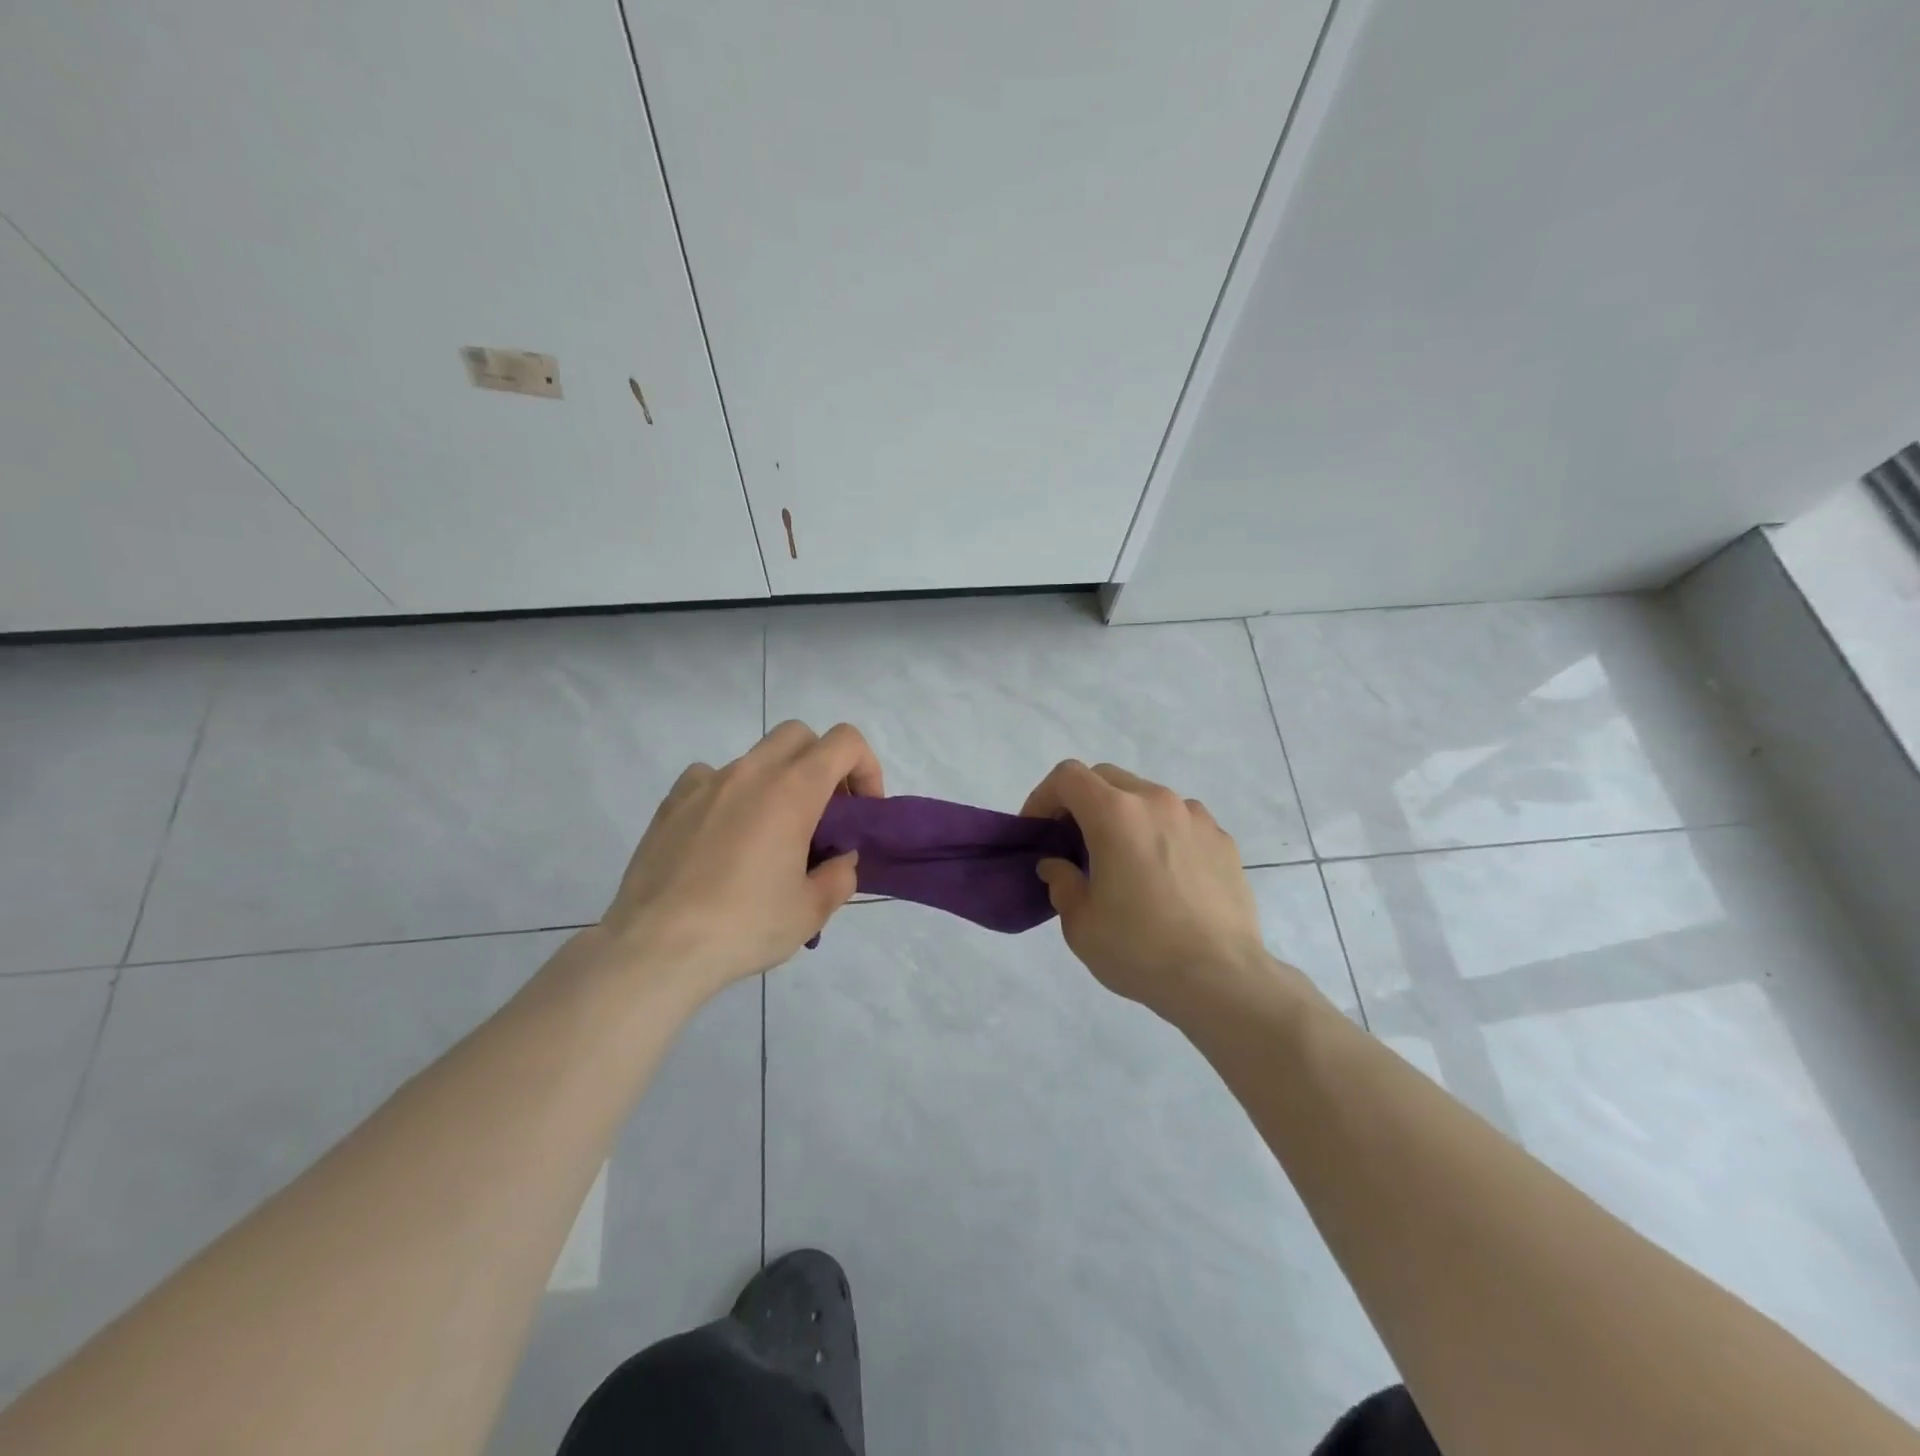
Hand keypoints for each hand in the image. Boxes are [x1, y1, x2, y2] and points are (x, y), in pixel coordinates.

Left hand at [598, 721, 883, 1001]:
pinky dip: (729, 795)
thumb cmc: (745, 926)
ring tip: (769, 836)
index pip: (844, 742)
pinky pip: (710, 778)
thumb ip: (840, 875)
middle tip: (823, 813)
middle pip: (799, 735)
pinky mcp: (671, 803)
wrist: (657, 947)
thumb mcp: (812, 910)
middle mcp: (750, 773)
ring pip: (755, 758)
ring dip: (776, 782)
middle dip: (822, 764)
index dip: (865, 767)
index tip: (861, 810)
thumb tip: (838, 859)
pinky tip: (723, 837)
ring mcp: (705, 783)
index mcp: (792, 790)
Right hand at [1021, 760, 1285, 1023]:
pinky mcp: (1223, 840)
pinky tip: (1164, 877)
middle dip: (1082, 802)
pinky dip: (1160, 834)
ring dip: (1124, 816)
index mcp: (1116, 814)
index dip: (1043, 797)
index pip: (1068, 776)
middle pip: (1107, 778)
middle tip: (1073, 844)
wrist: (1222, 980)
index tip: (1039, 831)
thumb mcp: (1080, 924)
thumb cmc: (1140, 950)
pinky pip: (1180, 822)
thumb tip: (1058, 866)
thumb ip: (1061, 883)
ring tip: (1123, 861)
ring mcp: (1196, 818)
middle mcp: (1157, 802)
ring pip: (1146, 797)